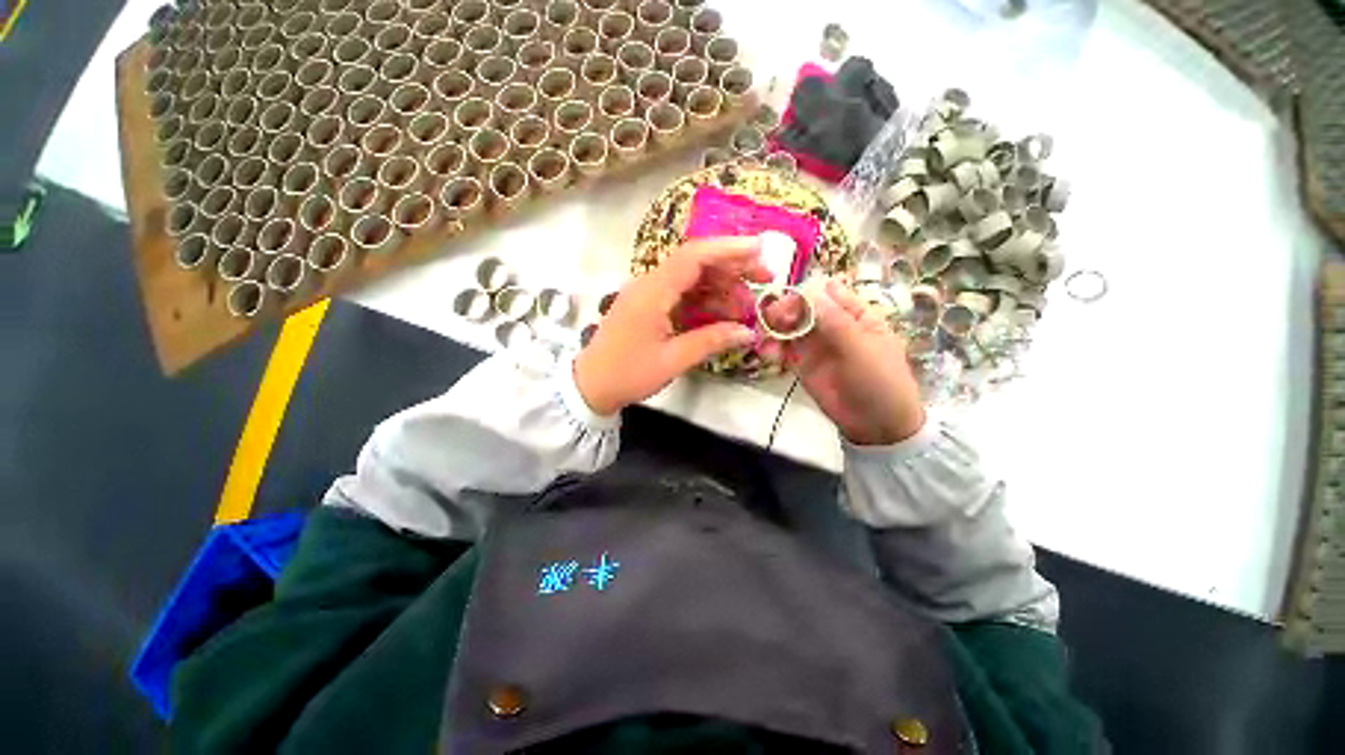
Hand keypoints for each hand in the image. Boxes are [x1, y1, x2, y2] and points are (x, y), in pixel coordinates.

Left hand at [574, 237, 771, 414]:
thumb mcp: (673, 360)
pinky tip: (723, 314)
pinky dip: (704, 301)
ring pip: (690, 279)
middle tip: (764, 280)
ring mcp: (648, 294)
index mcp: (652, 292)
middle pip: (695, 263)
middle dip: (732, 268)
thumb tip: (748, 332)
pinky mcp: (648, 306)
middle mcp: (649, 284)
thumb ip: (711, 341)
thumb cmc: (628, 374)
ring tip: (746, 307)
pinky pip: (681, 295)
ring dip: (720, 288)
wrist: (591, 385)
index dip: (728, 249)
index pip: (694, 257)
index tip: (760, 250)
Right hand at [761, 278, 924, 445]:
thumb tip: (810, 291)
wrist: (875, 425)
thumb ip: (835, 321)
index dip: (809, 292)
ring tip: (765, 337)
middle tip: (772, 318)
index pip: (829, 293)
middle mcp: (833, 325)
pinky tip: (768, 353)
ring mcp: (815, 345)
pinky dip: (773, 347)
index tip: (791, 300)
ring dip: (775, 327)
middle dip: (786, 309)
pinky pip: (783, 349)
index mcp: (856, 315)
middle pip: (804, 307)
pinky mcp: (801, 363)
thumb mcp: (862, 348)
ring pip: (790, 326)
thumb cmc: (880, 381)